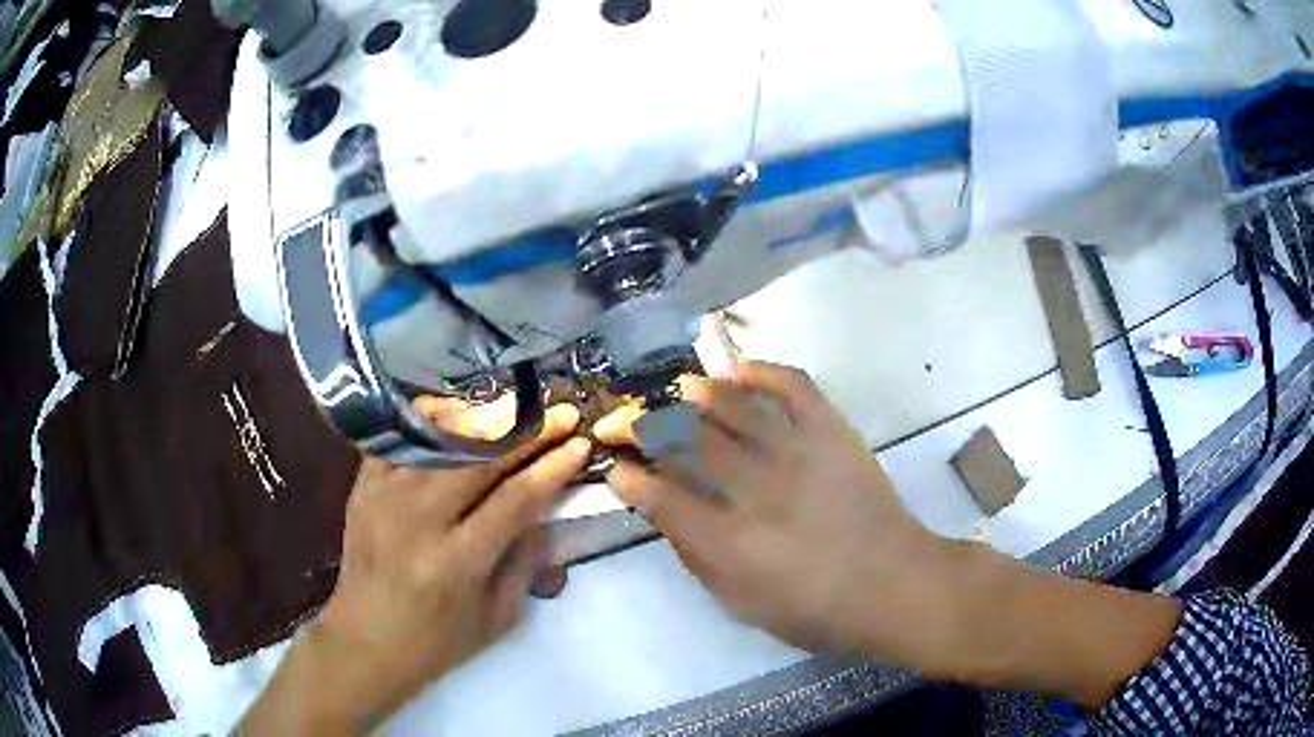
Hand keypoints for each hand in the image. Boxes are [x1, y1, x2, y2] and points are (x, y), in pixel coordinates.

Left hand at [240, 404, 590, 733]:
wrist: (365, 641)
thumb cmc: (438, 641)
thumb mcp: (498, 618)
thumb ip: (526, 563)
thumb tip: (547, 511)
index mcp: (458, 562)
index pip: (515, 499)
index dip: (552, 467)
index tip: (580, 444)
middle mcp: (419, 520)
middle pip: (481, 459)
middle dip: (528, 432)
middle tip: (559, 414)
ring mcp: (385, 496)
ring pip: (442, 441)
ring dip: (485, 421)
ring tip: (518, 408)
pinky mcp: (363, 486)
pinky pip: (402, 439)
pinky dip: (432, 422)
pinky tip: (458, 413)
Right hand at [594, 363, 951, 661]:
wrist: (892, 584)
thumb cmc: (814, 609)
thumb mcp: (741, 603)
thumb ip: (696, 558)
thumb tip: (664, 516)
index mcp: (729, 541)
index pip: (662, 497)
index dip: (630, 479)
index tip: (616, 469)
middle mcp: (755, 490)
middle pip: (686, 443)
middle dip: (643, 426)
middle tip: (626, 420)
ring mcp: (797, 453)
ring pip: (733, 406)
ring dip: (697, 393)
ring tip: (678, 387)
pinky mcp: (832, 432)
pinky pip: (793, 386)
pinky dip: (763, 370)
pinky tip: (739, 370)